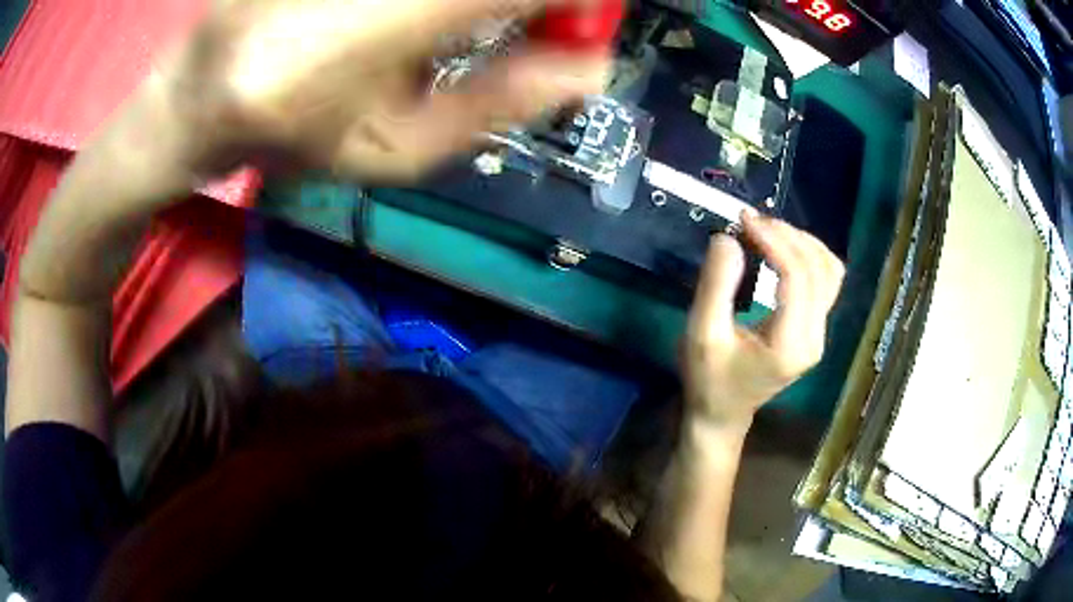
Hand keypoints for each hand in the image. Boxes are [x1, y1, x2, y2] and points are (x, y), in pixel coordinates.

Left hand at [167, 0, 607, 180]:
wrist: (199, 96)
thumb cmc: (293, 137)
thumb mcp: (396, 150)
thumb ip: (496, 105)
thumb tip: (593, 69)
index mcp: (382, 28)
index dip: (579, 1)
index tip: (582, 22)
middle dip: (540, 1)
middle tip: (540, 20)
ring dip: (482, 5)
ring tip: (464, 24)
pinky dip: (444, 2)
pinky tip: (428, 16)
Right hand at [683, 211, 844, 430]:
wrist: (721, 414)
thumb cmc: (709, 379)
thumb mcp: (701, 334)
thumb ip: (716, 285)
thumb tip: (728, 238)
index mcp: (791, 344)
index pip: (798, 276)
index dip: (775, 240)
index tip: (744, 220)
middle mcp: (815, 337)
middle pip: (819, 268)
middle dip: (787, 236)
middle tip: (751, 221)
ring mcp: (820, 333)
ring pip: (829, 271)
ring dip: (801, 242)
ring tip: (767, 230)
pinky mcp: (816, 328)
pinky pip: (826, 280)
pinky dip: (808, 255)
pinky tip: (784, 247)